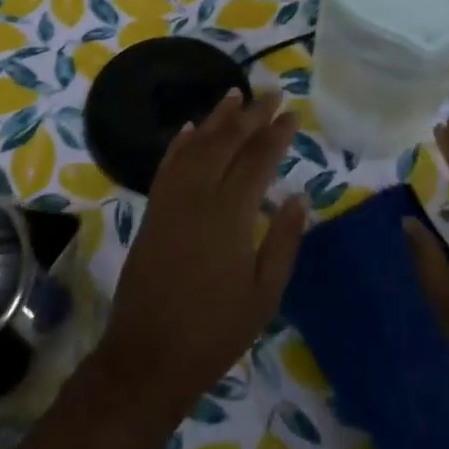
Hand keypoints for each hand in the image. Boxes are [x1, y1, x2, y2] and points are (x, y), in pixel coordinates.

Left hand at [96, 89, 308, 419]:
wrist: (149, 355)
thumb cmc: (216, 330)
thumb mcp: (264, 294)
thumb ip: (283, 240)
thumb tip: (299, 196)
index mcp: (230, 213)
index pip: (258, 159)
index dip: (277, 134)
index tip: (292, 114)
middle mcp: (198, 195)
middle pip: (227, 142)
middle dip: (251, 115)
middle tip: (272, 93)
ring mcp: (171, 200)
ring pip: (196, 145)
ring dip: (216, 118)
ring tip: (235, 94)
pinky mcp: (153, 210)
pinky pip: (168, 164)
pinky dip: (181, 142)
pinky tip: (191, 128)